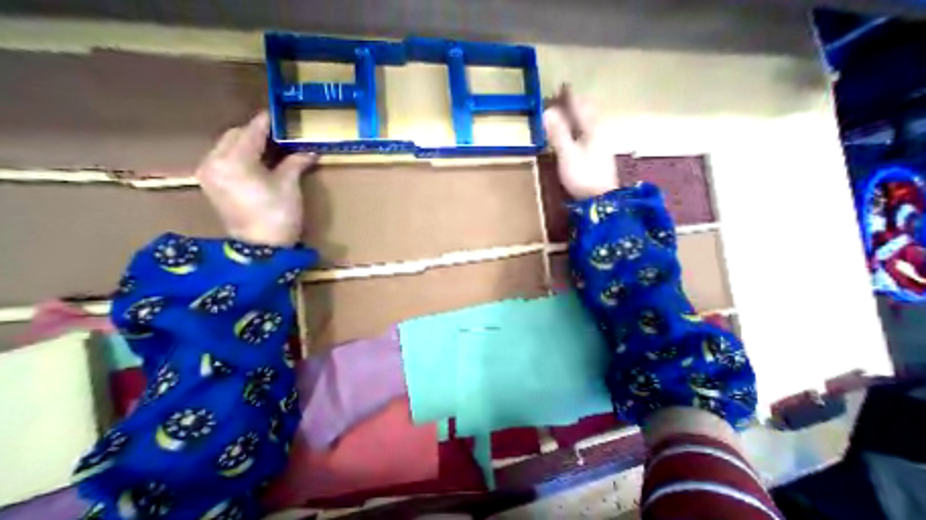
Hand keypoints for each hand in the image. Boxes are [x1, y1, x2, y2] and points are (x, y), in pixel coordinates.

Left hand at [195, 109, 318, 247]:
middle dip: (255, 132)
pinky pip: (223, 158)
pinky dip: (239, 154)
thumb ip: (295, 163)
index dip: (265, 123)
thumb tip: (310, 151)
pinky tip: (256, 160)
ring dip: (247, 142)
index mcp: (234, 161)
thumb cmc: (279, 215)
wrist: (261, 246)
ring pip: (226, 146)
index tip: (276, 114)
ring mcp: (209, 173)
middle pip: (234, 136)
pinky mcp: (211, 184)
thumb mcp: (289, 186)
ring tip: (269, 146)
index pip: (250, 133)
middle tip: (277, 133)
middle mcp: (214, 162)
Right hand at [540, 83, 615, 198]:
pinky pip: (589, 131)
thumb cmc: (583, 175)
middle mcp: (598, 131)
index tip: (562, 85)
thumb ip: (558, 134)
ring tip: (572, 109)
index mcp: (591, 128)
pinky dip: (582, 126)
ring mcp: (600, 143)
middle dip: (576, 103)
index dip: (570, 97)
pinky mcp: (598, 153)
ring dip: (580, 114)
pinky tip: (579, 131)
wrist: (600, 197)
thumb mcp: (567, 155)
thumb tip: (547, 113)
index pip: (579, 107)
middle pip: (587, 112)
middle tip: (566, 96)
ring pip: (589, 121)